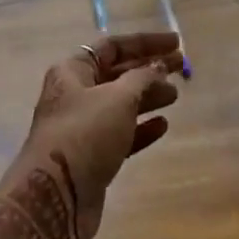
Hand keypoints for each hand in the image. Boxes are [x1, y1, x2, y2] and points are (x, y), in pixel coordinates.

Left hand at [0, 33, 181, 238]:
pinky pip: (121, 134)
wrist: (55, 196)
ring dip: (148, 97)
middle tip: (182, 68)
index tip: (176, 43)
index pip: (112, 46)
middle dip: (149, 69)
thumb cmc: (84, 134)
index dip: (145, 42)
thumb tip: (158, 66)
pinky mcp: (92, 156)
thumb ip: (142, 78)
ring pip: (120, 105)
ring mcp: (82, 127)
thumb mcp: (117, 98)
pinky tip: (162, 126)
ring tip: (176, 95)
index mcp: (73, 71)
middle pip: (117, 74)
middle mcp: (75, 94)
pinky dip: (141, 128)